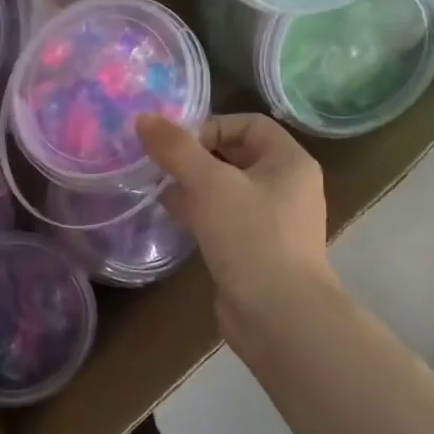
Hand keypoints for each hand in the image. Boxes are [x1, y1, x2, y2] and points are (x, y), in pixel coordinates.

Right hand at [136, 112, 336, 341]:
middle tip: (159, 165)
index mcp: (289, 162)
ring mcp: (273, 221)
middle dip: (195, 158)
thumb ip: (176, 149)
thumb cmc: (251, 237)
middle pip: (236, 156)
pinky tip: (173, 218)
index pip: (248, 124)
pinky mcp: (256, 250)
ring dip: (193, 186)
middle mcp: (287, 187)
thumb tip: (144, 118)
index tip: (176, 145)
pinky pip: (225, 219)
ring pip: (227, 190)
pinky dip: (200, 213)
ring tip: (158, 189)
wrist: (279, 315)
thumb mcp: (209, 184)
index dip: (211, 126)